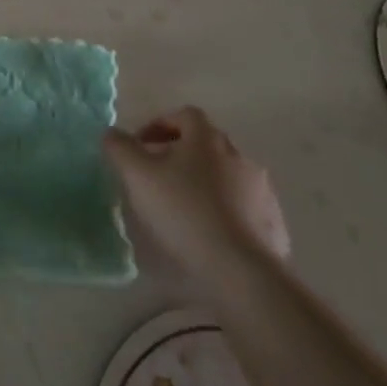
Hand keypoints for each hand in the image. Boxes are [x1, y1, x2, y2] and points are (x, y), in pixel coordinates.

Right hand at [103, 106, 289, 282]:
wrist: (242, 270)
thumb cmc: (184, 211)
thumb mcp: (137, 175)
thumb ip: (120, 147)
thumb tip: (113, 133)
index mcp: (207, 139)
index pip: (185, 115)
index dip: (160, 124)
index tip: (141, 145)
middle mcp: (239, 156)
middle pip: (206, 144)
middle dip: (180, 154)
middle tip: (157, 175)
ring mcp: (261, 190)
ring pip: (225, 175)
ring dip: (203, 182)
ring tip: (182, 207)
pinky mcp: (273, 223)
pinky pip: (243, 206)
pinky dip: (224, 210)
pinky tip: (208, 233)